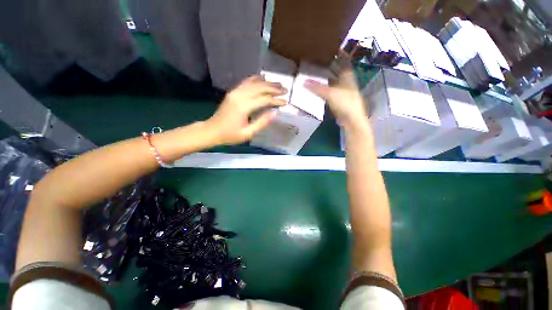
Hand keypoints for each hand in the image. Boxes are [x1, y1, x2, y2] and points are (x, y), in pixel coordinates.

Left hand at [207, 76, 286, 144]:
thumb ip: (262, 123)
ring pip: (254, 83)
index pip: (264, 99)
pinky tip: (263, 79)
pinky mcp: (233, 92)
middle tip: (285, 90)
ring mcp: (235, 92)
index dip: (276, 100)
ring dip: (267, 83)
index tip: (286, 102)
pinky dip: (256, 80)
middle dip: (274, 88)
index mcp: (244, 106)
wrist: (212, 130)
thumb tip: (275, 113)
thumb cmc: (230, 135)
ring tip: (278, 84)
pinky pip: (246, 82)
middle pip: (260, 87)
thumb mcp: (248, 133)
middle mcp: (240, 95)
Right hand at [304, 52, 367, 127]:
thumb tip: (304, 82)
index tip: (330, 47)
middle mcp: (346, 81)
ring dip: (325, 76)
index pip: (344, 59)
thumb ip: (317, 87)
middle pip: (337, 69)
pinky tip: (317, 87)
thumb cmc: (345, 103)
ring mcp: (342, 90)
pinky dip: (324, 87)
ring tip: (314, 71)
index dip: (339, 52)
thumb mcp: (330, 93)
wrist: (351, 119)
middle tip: (317, 59)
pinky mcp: (338, 99)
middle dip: (329, 64)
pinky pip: (330, 90)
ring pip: (333, 80)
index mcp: (347, 75)